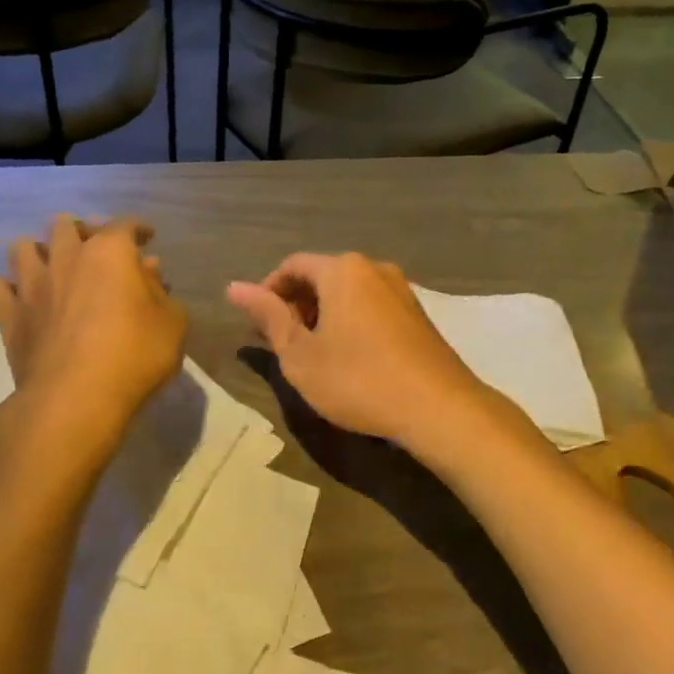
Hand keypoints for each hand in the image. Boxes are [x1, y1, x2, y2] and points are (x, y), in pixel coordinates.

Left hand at [0, 216, 186, 446]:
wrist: (76, 398)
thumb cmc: (135, 356)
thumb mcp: (172, 323)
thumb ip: (160, 292)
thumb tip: (146, 273)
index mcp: (110, 252)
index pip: (124, 224)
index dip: (137, 228)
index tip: (146, 237)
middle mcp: (66, 258)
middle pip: (65, 225)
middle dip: (81, 231)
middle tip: (94, 250)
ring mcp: (32, 285)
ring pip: (22, 247)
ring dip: (38, 252)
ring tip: (51, 267)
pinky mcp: (8, 315)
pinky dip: (5, 288)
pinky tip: (19, 298)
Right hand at [227, 252, 492, 448]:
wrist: (438, 408)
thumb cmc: (357, 380)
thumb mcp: (300, 355)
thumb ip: (268, 317)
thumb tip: (234, 287)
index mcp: (342, 270)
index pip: (292, 266)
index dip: (268, 291)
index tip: (257, 325)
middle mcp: (374, 268)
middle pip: (322, 275)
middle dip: (295, 304)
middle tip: (279, 342)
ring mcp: (401, 290)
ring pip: (348, 292)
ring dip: (322, 315)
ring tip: (310, 352)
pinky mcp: (418, 314)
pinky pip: (371, 306)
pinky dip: (349, 322)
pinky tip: (346, 356)